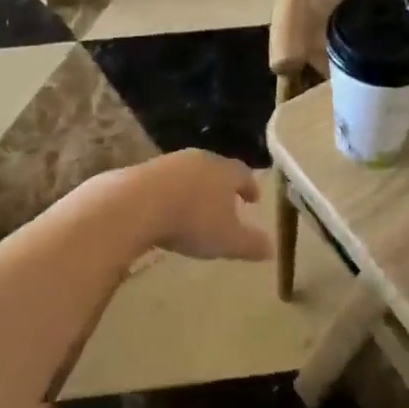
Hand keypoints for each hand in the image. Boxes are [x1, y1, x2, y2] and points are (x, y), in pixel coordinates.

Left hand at [116, 150, 269, 261]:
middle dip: (223, 186)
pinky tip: (166, 209)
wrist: (136, 204)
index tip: (253, 199)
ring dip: (196, 188)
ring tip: (196, 208)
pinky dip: (171, 192)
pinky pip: (166, 181)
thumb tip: (272, 248)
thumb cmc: (192, 220)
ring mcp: (171, 162)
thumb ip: (251, 244)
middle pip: (217, 169)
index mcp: (225, 171)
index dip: (250, 187)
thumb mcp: (228, 240)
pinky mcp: (145, 170)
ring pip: (190, 173)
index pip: (244, 174)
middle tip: (226, 203)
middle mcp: (200, 159)